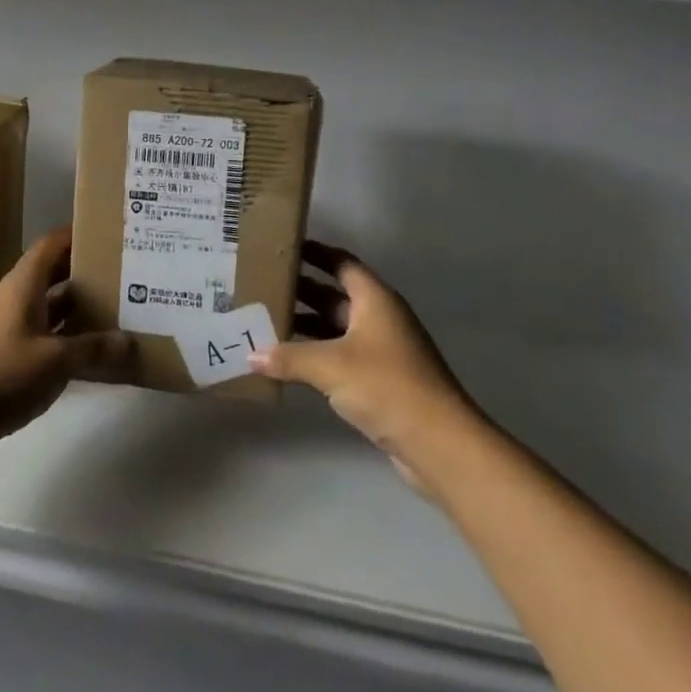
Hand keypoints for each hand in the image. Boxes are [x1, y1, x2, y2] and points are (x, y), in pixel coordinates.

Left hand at [0, 227, 136, 456]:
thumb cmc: (0, 376)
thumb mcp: (55, 361)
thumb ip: (93, 348)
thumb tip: (128, 340)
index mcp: (22, 286)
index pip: (51, 244)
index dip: (78, 235)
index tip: (110, 234)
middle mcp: (14, 299)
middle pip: (52, 273)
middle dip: (85, 272)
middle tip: (124, 274)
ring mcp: (7, 328)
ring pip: (48, 306)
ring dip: (78, 307)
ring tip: (117, 309)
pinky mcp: (5, 355)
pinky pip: (42, 335)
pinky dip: (65, 337)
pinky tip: (90, 352)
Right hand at [252, 240, 478, 488]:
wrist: (439, 443)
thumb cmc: (387, 386)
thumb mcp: (331, 366)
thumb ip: (289, 357)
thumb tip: (251, 355)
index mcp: (375, 300)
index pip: (341, 263)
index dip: (315, 253)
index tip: (283, 248)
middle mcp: (379, 318)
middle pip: (335, 296)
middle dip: (301, 291)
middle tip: (261, 287)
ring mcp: (381, 350)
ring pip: (335, 328)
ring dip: (305, 325)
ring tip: (265, 322)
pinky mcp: (380, 380)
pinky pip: (340, 356)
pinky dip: (315, 355)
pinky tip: (287, 362)